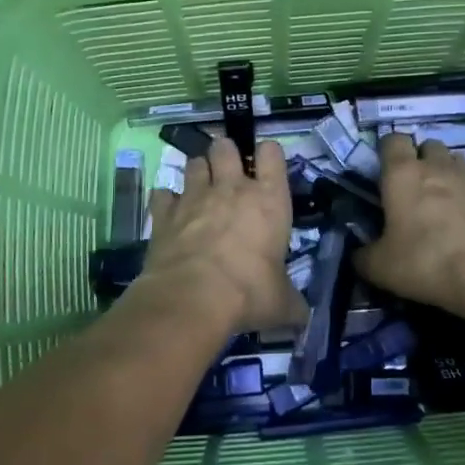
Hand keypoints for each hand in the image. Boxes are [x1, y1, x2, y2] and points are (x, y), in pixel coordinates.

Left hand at [141, 139, 306, 333]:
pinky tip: (170, 212)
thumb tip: (302, 316)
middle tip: (227, 170)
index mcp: (268, 199)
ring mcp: (194, 197)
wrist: (193, 298)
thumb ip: (292, 303)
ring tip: (200, 188)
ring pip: (194, 163)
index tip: (267, 163)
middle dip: (226, 152)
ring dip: (197, 172)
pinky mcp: (164, 213)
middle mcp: (231, 188)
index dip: (269, 154)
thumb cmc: (249, 292)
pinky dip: (166, 200)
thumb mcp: (282, 303)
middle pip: (226, 147)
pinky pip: (162, 194)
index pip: (272, 154)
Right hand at [355, 132, 464, 315]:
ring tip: (440, 199)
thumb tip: (359, 254)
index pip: (392, 140)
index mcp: (402, 174)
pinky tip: (463, 218)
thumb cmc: (426, 262)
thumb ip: (363, 256)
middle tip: (412, 189)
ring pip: (454, 159)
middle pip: (427, 145)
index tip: (382, 171)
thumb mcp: (380, 268)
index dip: (386, 151)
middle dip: (419, 159)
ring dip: (445, 171)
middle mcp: (436, 166)